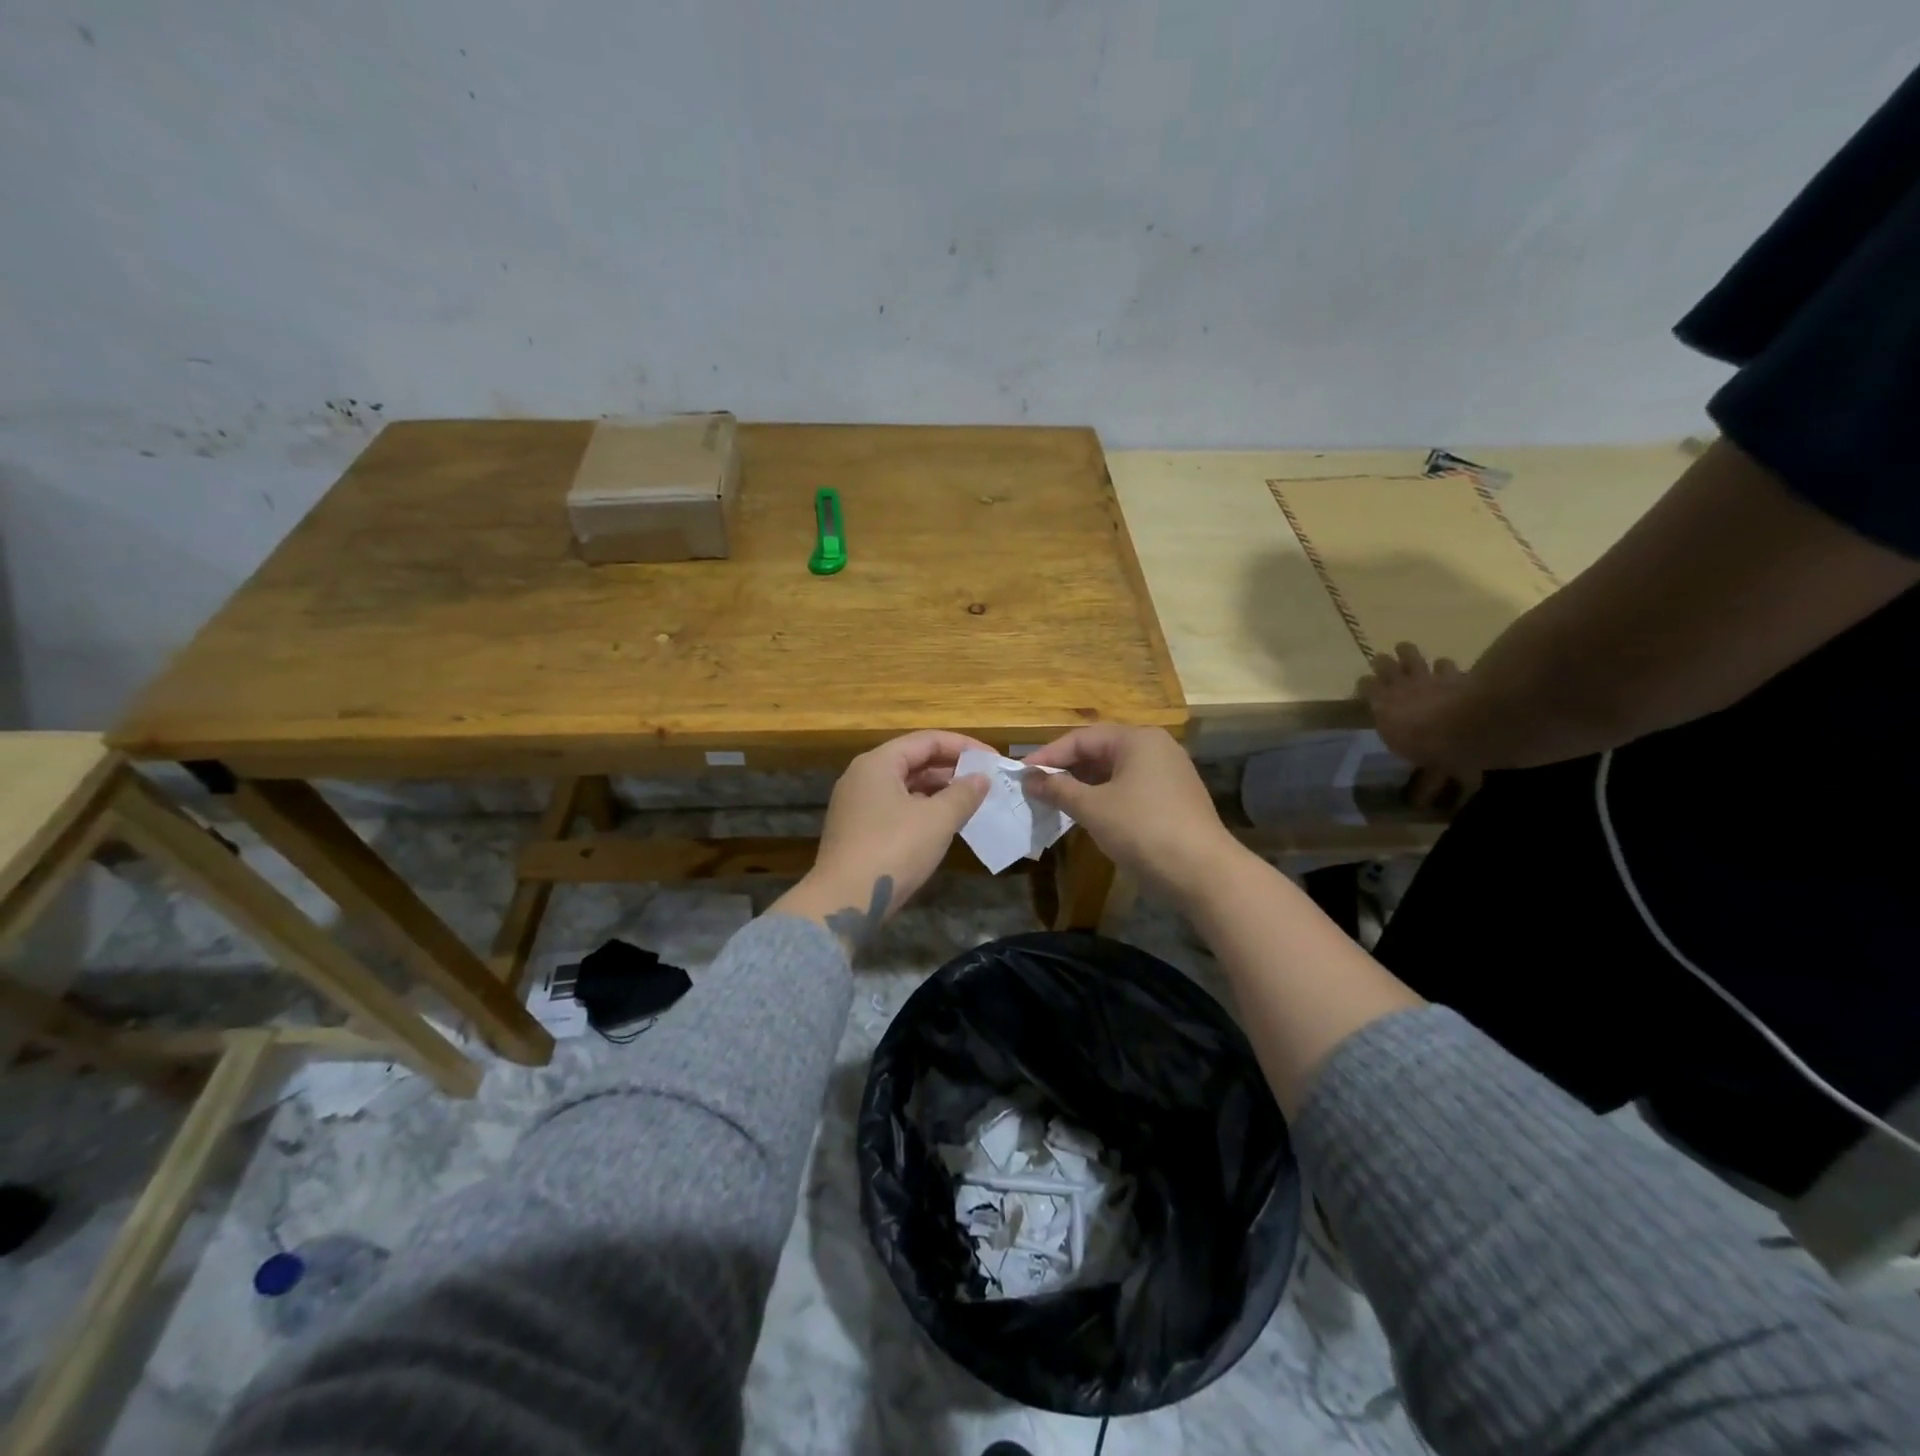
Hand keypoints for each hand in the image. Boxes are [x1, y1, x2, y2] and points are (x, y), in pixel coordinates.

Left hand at [773, 731, 991, 947]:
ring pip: (905, 786)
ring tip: (971, 801)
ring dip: (938, 790)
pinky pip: (896, 807)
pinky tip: (945, 824)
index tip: (993, 759)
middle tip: (985, 780)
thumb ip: (963, 794)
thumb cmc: (893, 850)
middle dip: (951, 768)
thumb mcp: (937, 820)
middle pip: (913, 760)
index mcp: (878, 763)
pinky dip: (922, 809)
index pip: (927, 740)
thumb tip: (981, 778)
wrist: (844, 902)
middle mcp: (862, 777)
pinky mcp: (858, 830)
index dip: (963, 746)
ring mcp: (857, 805)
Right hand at [1021, 725, 1242, 902]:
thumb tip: (1028, 779)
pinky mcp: (1173, 798)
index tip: (1021, 775)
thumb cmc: (1143, 829)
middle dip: (1066, 770)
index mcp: (1137, 739)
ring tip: (1055, 802)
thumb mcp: (1093, 808)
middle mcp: (1155, 748)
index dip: (1048, 756)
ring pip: (1114, 771)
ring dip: (1084, 785)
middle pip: (1099, 751)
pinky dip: (1105, 797)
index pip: (1081, 738)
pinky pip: (1129, 788)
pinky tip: (1088, 815)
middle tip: (1035, 789)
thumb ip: (1058, 789)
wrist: (1203, 871)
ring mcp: (1168, 773)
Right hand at [1358, 643, 1483, 809]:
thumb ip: (1425, 775)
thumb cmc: (1435, 745)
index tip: (1364, 685)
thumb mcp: (1427, 765)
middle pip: (1387, 666)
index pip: (1367, 686)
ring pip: (1413, 656)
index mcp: (1385, 705)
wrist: (1474, 725)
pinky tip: (1446, 666)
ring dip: (1409, 653)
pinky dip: (1445, 666)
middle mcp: (1402, 688)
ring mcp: (1428, 678)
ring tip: (1405, 649)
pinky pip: (1447, 665)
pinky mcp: (1454, 675)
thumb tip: (1421, 804)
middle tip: (1383, 660)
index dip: (1365, 685)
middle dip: (1385, 663)